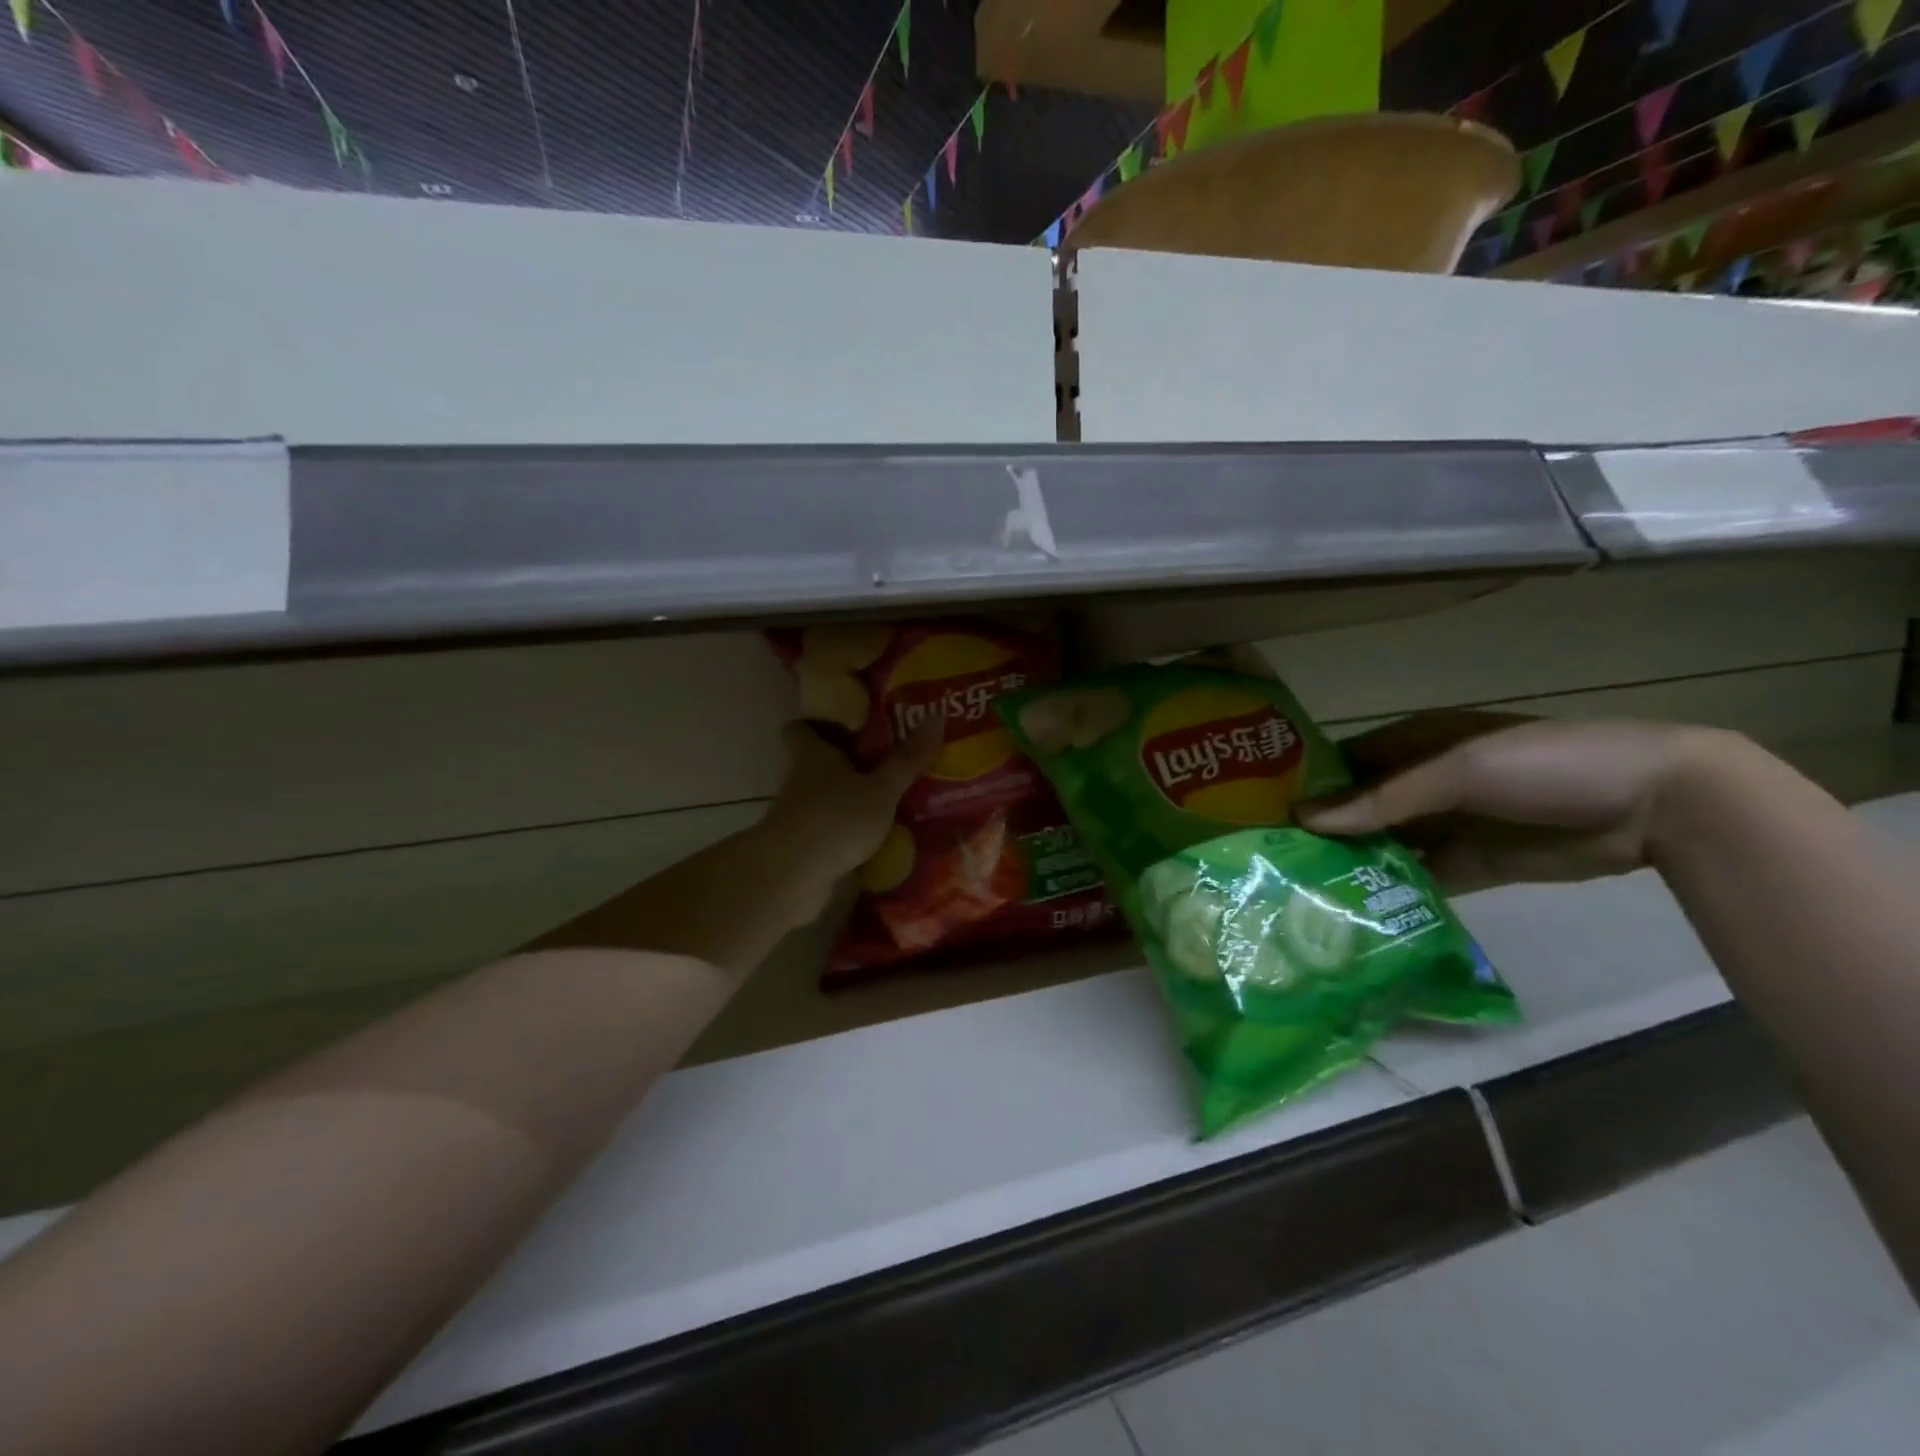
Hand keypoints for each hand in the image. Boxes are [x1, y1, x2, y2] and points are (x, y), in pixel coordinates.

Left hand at [762, 716, 943, 893]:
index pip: (801, 728)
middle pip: (819, 764)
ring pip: (828, 799)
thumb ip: (906, 760)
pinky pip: (833, 831)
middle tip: (890, 761)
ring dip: (853, 800)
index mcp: (812, 755)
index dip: (819, 724)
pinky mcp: (806, 847)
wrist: (791, 878)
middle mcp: (801, 781)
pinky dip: (852, 833)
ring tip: (895, 800)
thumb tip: (937, 715)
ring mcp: (800, 816)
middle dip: (849, 763)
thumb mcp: (880, 789)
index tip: (848, 724)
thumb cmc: (834, 819)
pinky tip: (883, 839)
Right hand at [1297, 712, 1736, 892]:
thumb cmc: (1544, 764)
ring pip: (1385, 843)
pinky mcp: (1473, 863)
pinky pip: (1420, 875)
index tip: (1263, 812)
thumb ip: (1382, 799)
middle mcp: (1424, 782)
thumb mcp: (1458, 772)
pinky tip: (1355, 906)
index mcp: (1416, 743)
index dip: (1308, 783)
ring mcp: (1449, 824)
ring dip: (1353, 862)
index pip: (1346, 762)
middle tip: (1273, 858)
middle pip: (1361, 807)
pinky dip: (1391, 889)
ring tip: (1302, 887)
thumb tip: (1304, 817)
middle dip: (1324, 829)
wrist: (1655, 803)